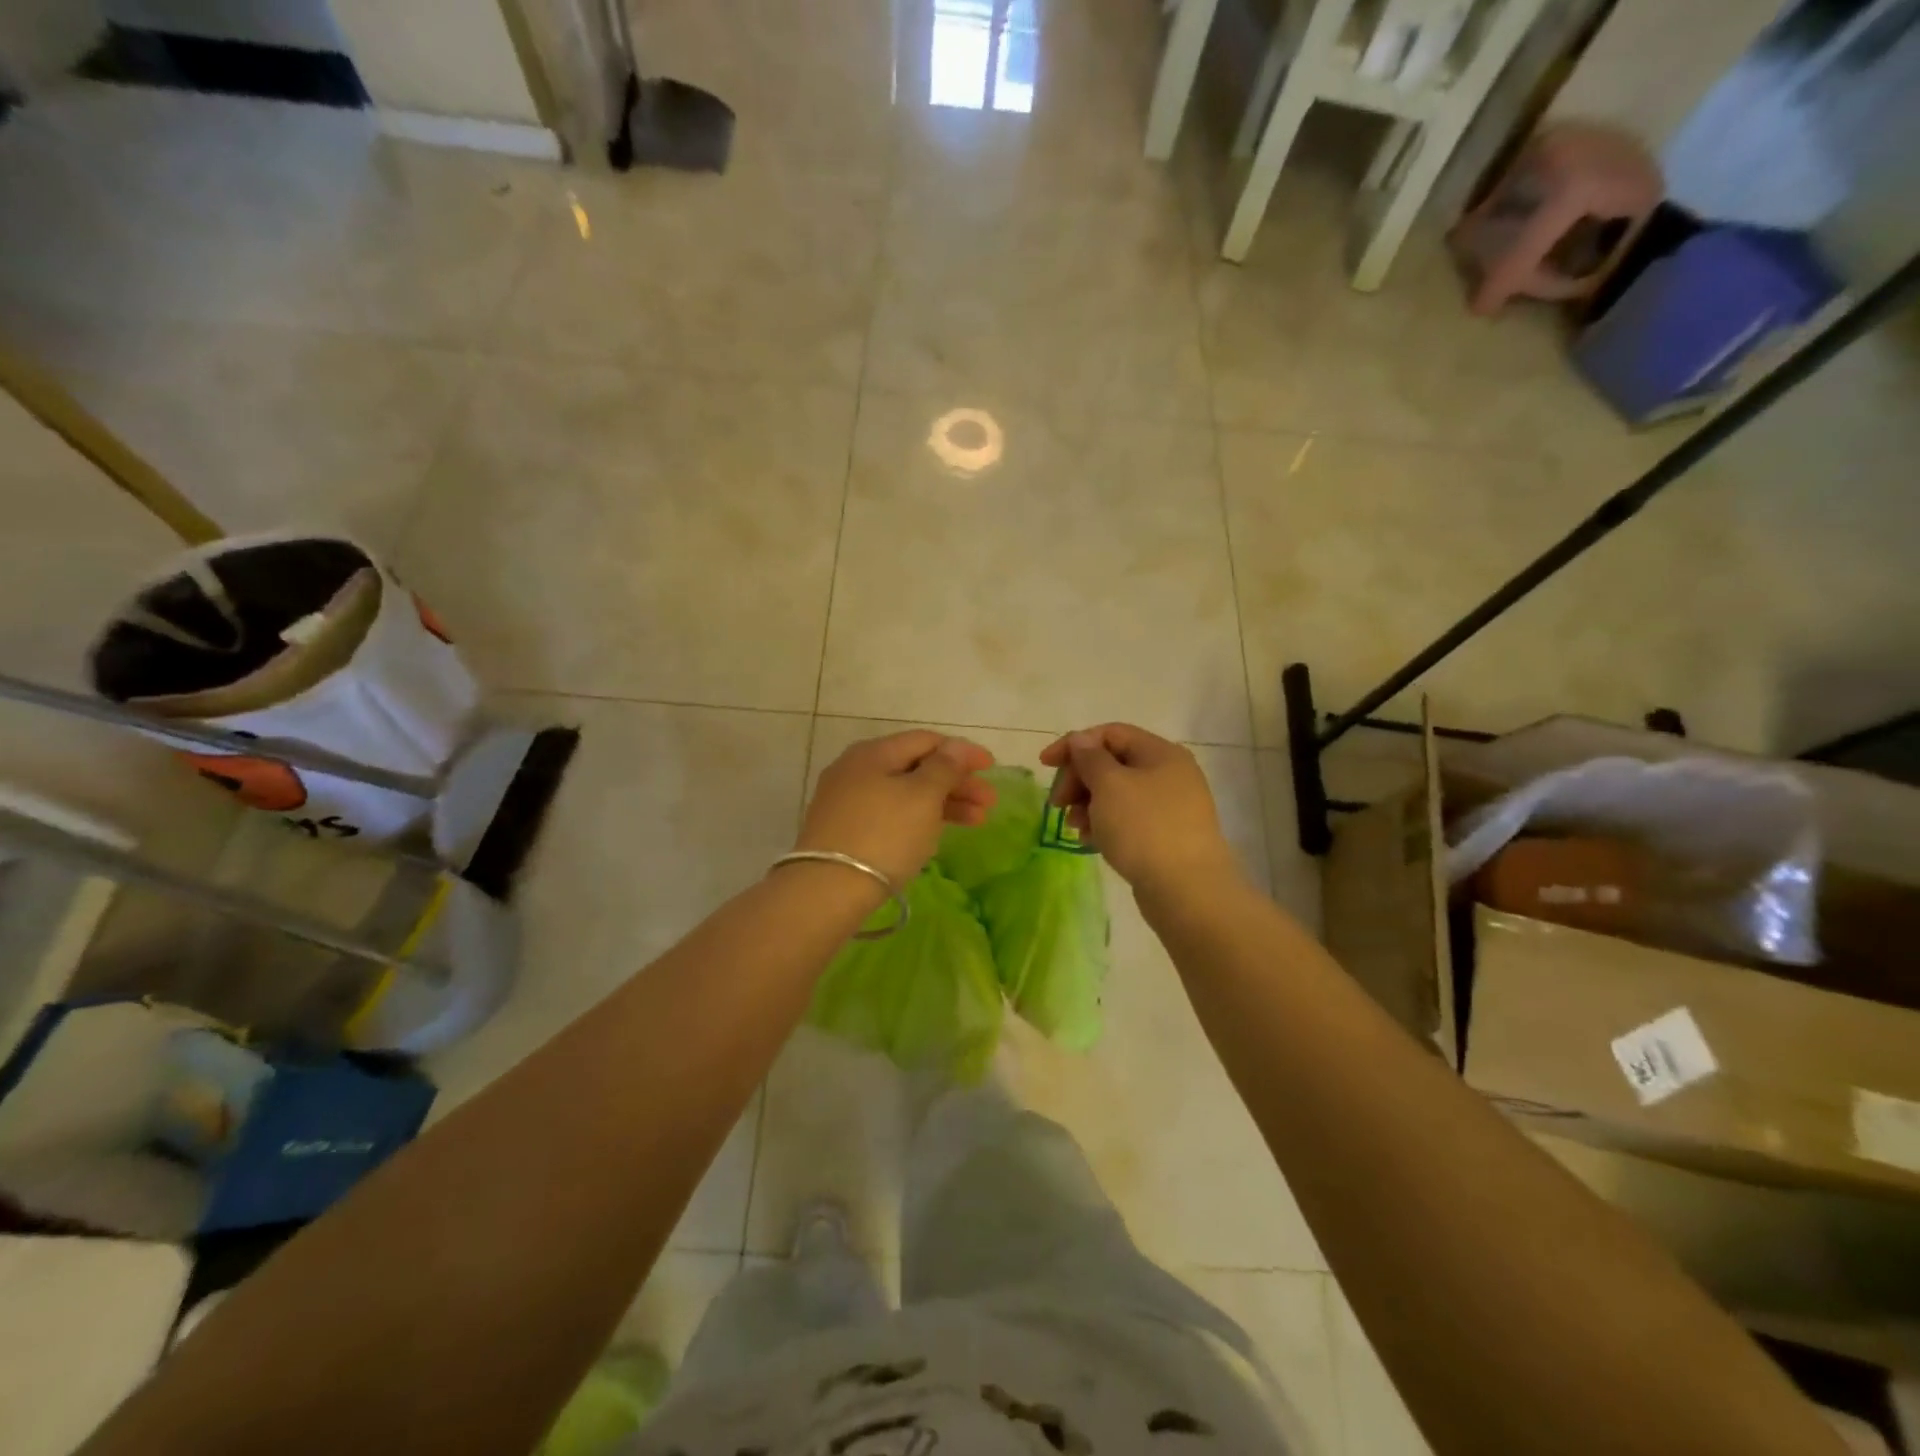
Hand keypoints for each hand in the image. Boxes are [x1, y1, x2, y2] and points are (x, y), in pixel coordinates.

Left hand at [795, 731, 995, 888]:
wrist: (827, 890)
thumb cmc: (883, 835)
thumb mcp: (922, 797)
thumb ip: (944, 768)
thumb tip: (956, 746)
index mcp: (873, 753)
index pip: (926, 740)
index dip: (962, 752)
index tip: (992, 768)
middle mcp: (856, 769)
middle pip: (916, 767)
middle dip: (957, 783)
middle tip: (989, 803)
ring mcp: (847, 801)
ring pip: (905, 793)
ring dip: (944, 803)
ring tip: (977, 822)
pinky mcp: (845, 830)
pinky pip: (891, 814)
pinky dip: (919, 818)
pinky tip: (936, 833)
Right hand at [1040, 723, 1239, 894]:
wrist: (1187, 890)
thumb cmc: (1144, 828)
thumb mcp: (1109, 785)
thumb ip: (1090, 758)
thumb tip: (1081, 740)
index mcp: (1161, 753)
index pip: (1110, 733)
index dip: (1074, 744)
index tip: (1045, 764)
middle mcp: (1169, 773)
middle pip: (1113, 763)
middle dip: (1079, 778)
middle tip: (1057, 803)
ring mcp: (1170, 806)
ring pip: (1118, 793)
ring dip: (1088, 803)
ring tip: (1073, 826)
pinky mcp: (1166, 835)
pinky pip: (1127, 819)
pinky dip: (1104, 823)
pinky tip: (1089, 840)